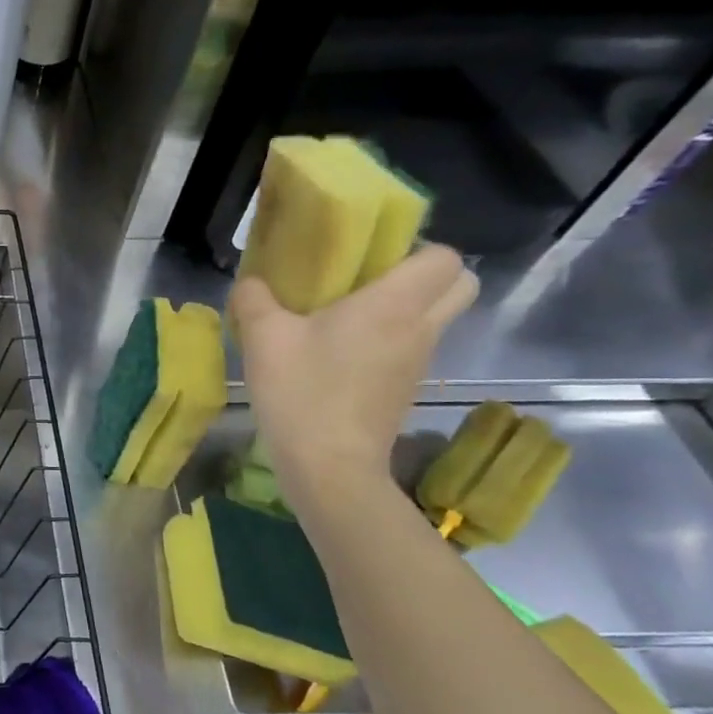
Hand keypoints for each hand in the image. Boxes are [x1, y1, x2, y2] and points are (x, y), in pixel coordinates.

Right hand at [229, 244, 478, 505]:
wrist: (329, 466)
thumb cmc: (302, 391)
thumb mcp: (262, 336)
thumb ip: (254, 297)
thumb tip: (253, 282)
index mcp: (394, 304)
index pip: (444, 257)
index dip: (414, 247)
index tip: (368, 255)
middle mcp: (420, 328)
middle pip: (459, 285)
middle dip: (425, 273)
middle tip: (369, 277)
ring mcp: (418, 362)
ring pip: (435, 317)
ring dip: (404, 307)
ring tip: (344, 312)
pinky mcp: (405, 388)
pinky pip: (412, 345)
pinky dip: (388, 338)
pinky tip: (338, 349)